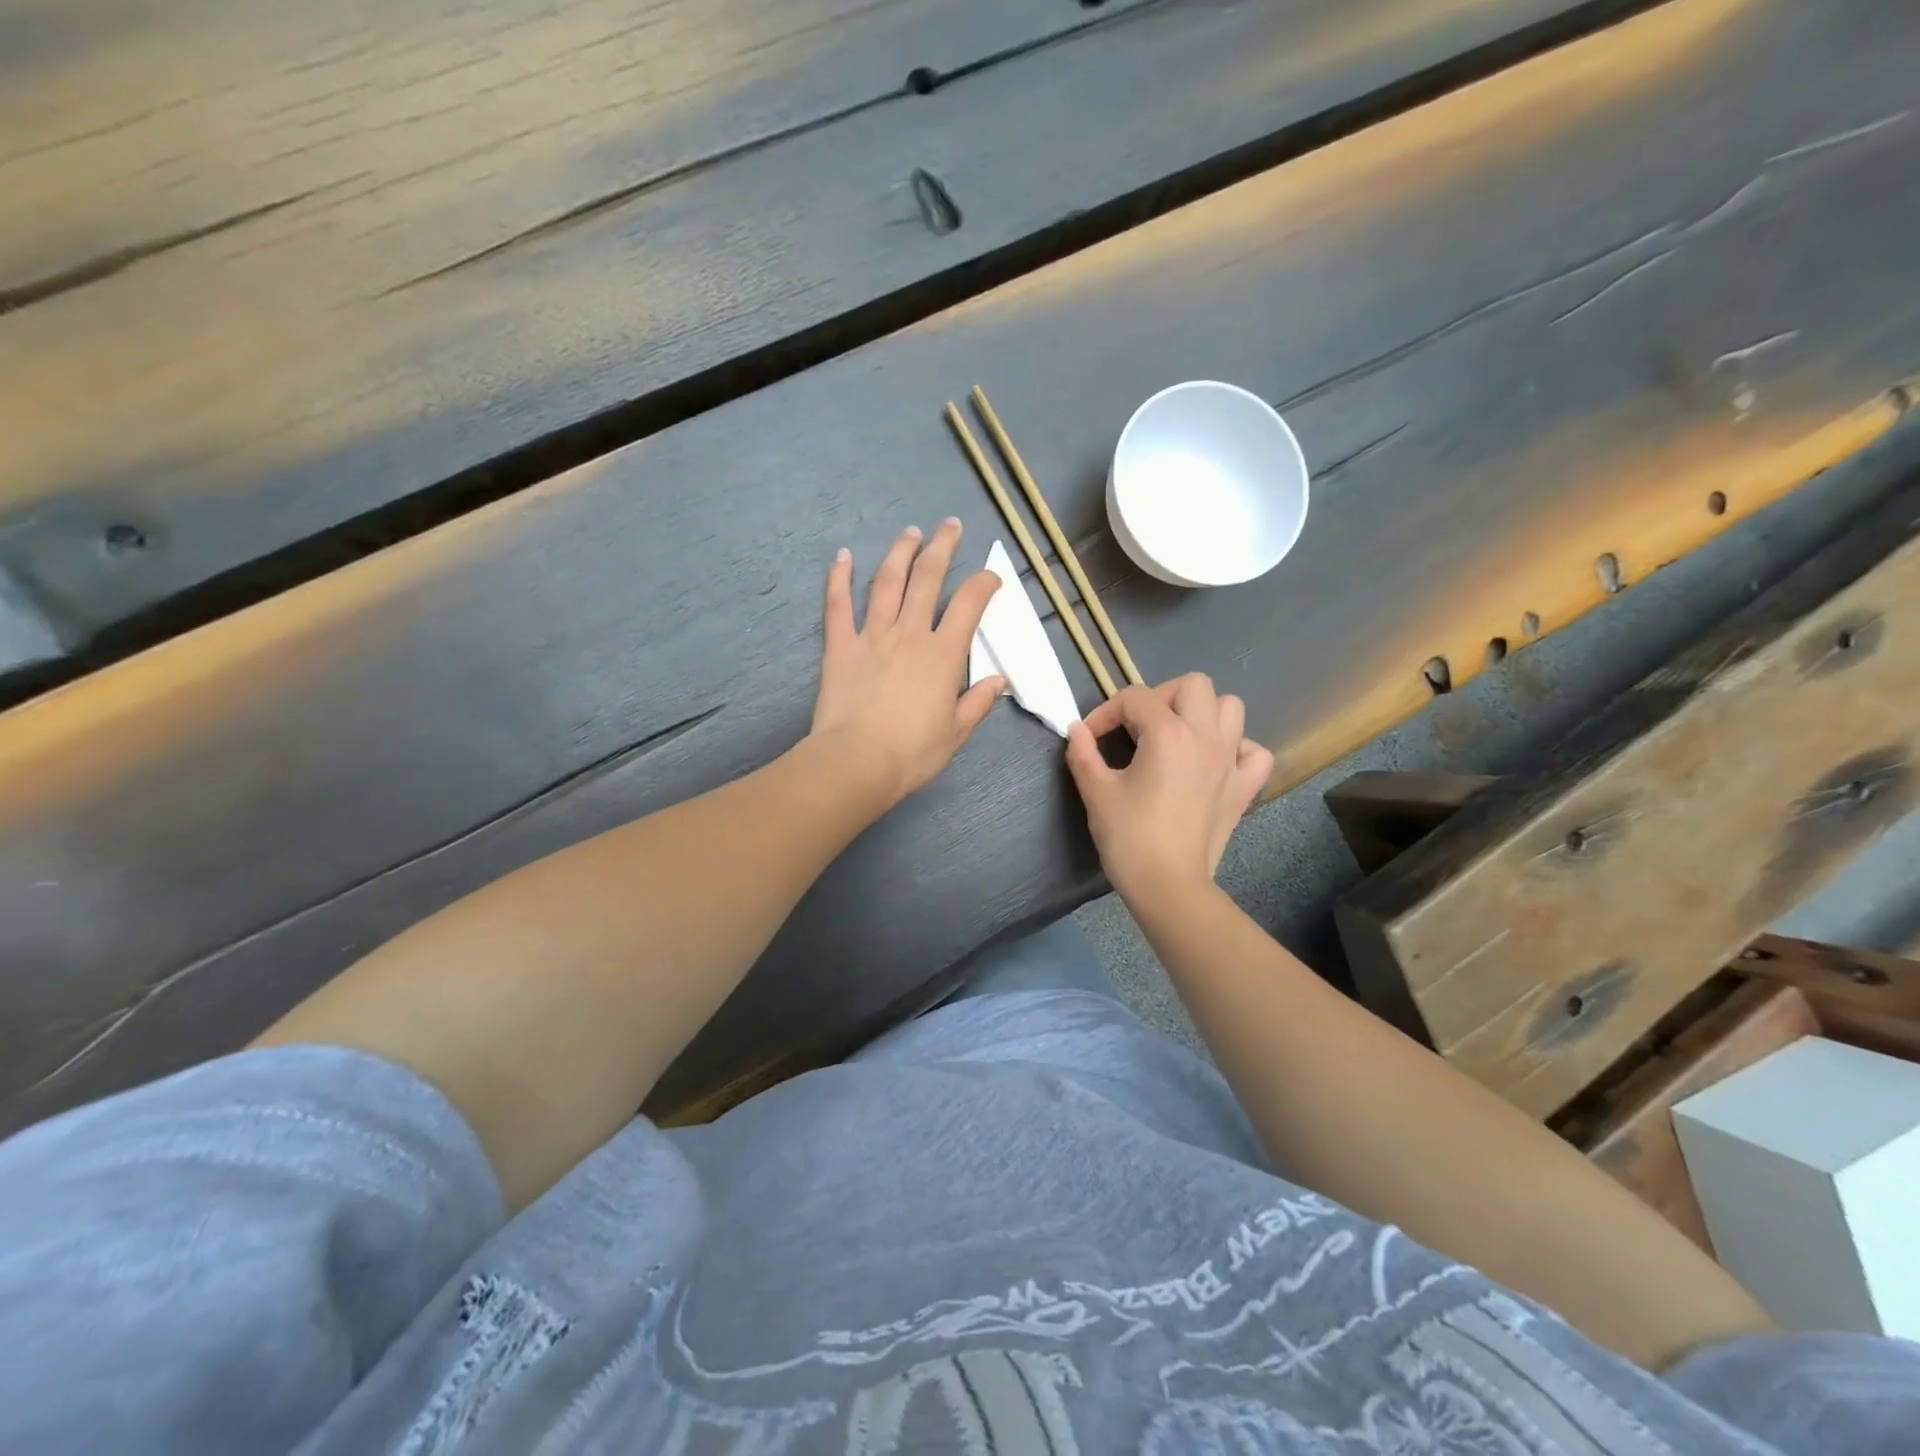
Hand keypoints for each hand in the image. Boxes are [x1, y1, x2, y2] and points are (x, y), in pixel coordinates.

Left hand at [809, 519, 1004, 808]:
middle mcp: (910, 633)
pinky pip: (838, 605)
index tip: (991, 577)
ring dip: (900, 553)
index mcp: (943, 654)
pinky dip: (838, 578)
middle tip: (949, 525)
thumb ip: (978, 702)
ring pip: (887, 582)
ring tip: (910, 533)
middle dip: (942, 547)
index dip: (984, 584)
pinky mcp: (840, 646)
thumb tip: (1001, 681)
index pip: (969, 605)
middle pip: (928, 578)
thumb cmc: (912, 753)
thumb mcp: (956, 733)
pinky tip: (842, 556)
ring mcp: (872, 636)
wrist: (857, 762)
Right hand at [1065, 674, 1272, 904]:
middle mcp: (1206, 736)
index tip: (1090, 737)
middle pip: (1193, 685)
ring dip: (1202, 713)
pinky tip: (1213, 762)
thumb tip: (1077, 730)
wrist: (1168, 885)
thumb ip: (1082, 752)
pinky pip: (1254, 751)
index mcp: (1168, 733)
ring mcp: (1231, 760)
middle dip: (1161, 696)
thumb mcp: (1096, 791)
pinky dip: (1236, 748)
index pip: (1135, 697)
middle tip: (1139, 726)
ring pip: (1231, 707)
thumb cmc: (1129, 836)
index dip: (1106, 712)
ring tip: (1176, 736)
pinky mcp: (1244, 787)